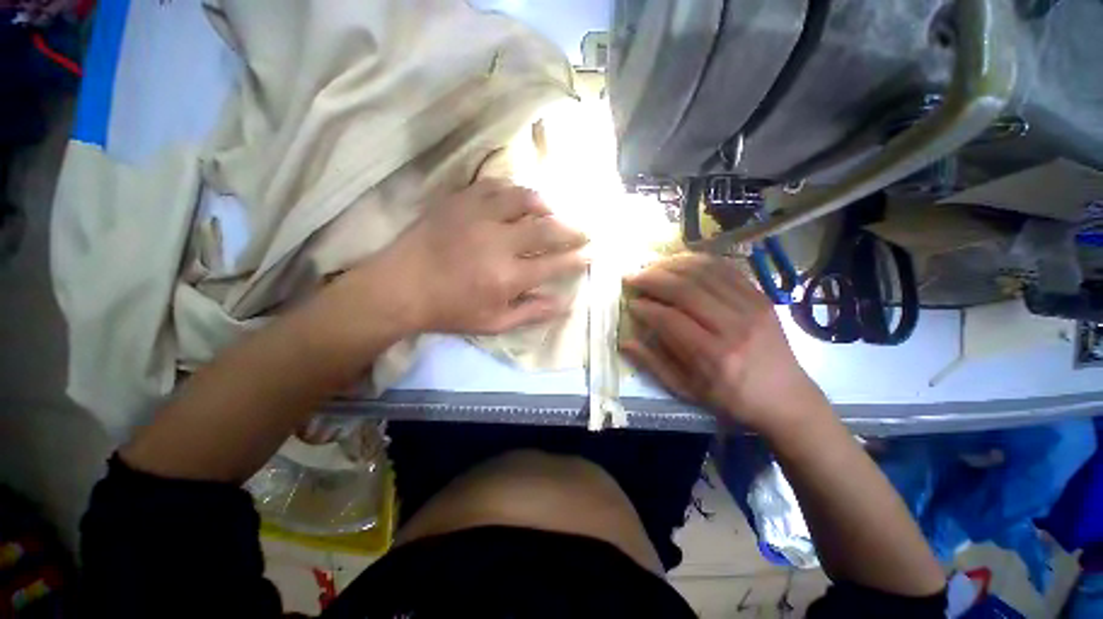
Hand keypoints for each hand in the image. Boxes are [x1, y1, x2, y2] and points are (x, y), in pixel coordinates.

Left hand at [369, 180, 587, 334]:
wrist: (401, 287)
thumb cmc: (449, 310)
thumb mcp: (493, 323)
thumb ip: (531, 313)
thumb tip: (564, 303)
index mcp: (507, 276)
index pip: (554, 264)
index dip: (577, 259)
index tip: (590, 254)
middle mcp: (498, 242)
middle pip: (546, 228)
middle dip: (571, 230)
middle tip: (583, 231)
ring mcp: (478, 217)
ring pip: (523, 200)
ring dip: (545, 205)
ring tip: (554, 211)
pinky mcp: (460, 201)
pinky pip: (494, 186)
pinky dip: (512, 190)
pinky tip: (518, 198)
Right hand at [620, 253, 825, 433]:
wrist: (785, 396)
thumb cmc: (730, 398)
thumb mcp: (686, 390)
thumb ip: (653, 364)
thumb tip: (625, 341)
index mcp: (713, 355)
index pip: (669, 319)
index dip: (645, 308)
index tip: (630, 303)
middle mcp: (733, 326)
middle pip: (685, 289)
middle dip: (652, 279)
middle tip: (633, 277)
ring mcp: (751, 306)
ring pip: (703, 272)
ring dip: (671, 265)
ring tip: (651, 267)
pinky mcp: (760, 295)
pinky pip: (724, 268)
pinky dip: (697, 261)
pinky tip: (679, 263)